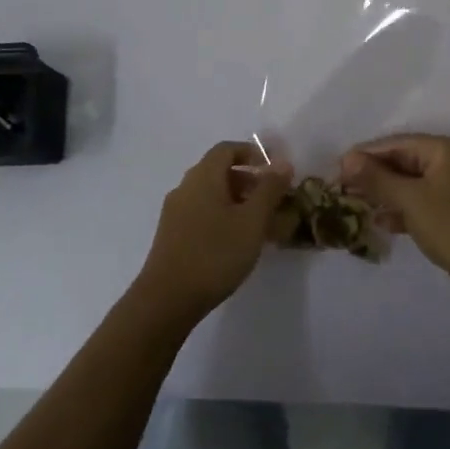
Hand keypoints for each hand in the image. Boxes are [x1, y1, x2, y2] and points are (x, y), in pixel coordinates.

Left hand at [135, 142, 290, 325]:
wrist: (167, 299)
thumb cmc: (215, 254)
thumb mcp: (252, 221)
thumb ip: (269, 189)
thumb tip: (282, 163)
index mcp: (203, 176)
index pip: (227, 149)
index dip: (252, 153)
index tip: (274, 171)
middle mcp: (186, 187)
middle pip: (218, 171)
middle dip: (248, 180)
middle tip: (271, 201)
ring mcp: (175, 211)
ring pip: (210, 194)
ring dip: (236, 201)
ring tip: (258, 225)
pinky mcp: (171, 235)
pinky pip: (201, 213)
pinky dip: (221, 216)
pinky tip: (235, 242)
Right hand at [340, 134, 449, 310]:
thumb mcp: (410, 200)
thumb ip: (376, 178)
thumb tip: (346, 159)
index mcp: (446, 149)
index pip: (398, 143)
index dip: (366, 154)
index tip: (337, 168)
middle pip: (404, 161)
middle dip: (374, 175)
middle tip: (341, 187)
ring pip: (411, 184)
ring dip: (384, 193)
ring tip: (354, 203)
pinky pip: (421, 202)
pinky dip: (401, 209)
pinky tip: (380, 222)